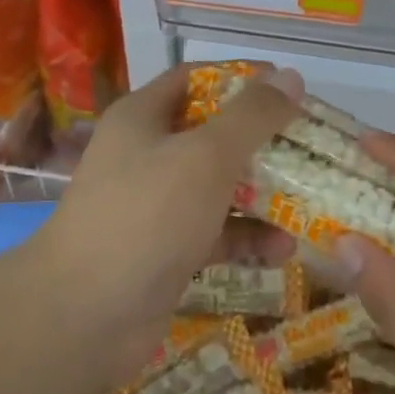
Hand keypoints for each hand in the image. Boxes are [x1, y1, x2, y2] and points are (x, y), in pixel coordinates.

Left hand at [30, 63, 302, 383]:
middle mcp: (147, 154)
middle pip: (213, 133)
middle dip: (262, 141)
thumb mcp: (206, 156)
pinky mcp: (166, 250)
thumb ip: (252, 116)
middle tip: (310, 148)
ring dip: (262, 193)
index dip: (242, 79)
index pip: (197, 79)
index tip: (288, 89)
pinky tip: (284, 249)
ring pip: (218, 186)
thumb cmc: (146, 215)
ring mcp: (155, 205)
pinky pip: (215, 232)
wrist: (84, 317)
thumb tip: (291, 76)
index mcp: (143, 117)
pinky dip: (247, 237)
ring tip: (309, 201)